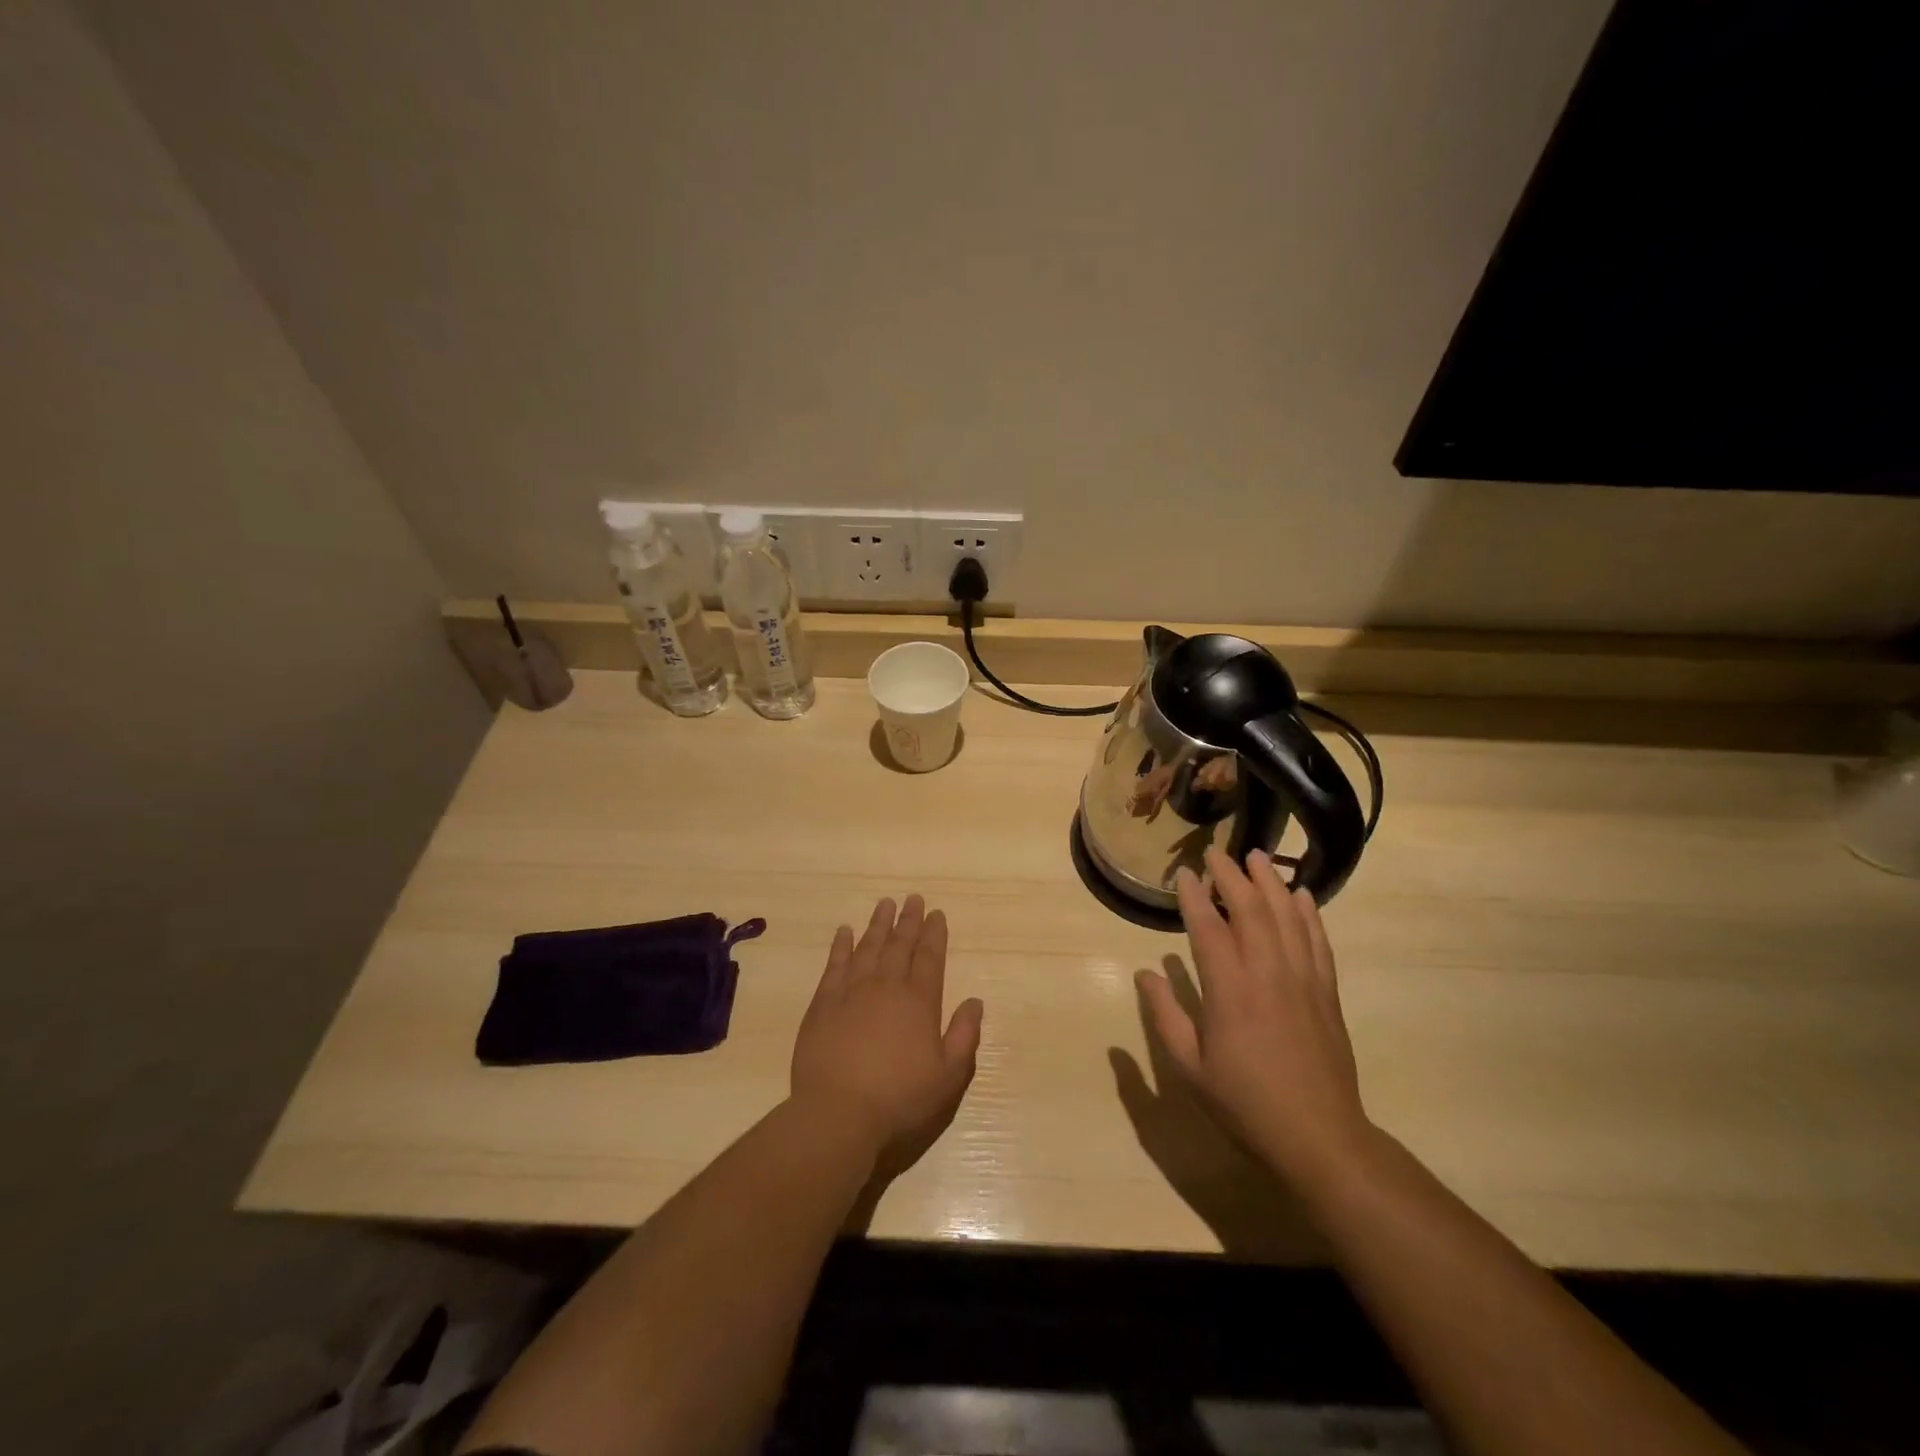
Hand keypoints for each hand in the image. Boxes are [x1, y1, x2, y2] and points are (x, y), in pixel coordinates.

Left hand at [791, 895, 984, 1162]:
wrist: (838, 1114)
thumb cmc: (899, 1099)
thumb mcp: (948, 1077)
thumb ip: (964, 1036)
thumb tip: (975, 1001)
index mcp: (919, 1002)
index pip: (930, 958)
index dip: (934, 934)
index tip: (937, 913)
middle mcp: (887, 987)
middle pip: (899, 945)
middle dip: (909, 920)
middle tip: (913, 898)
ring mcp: (852, 992)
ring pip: (868, 947)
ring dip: (878, 924)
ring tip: (885, 903)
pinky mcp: (823, 1004)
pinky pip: (835, 965)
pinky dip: (841, 946)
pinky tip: (844, 931)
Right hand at [1135, 846, 1372, 1190]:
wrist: (1319, 1137)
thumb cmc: (1245, 1103)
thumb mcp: (1189, 1067)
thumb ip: (1165, 1015)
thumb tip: (1145, 974)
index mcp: (1229, 990)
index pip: (1208, 927)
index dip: (1195, 896)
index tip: (1185, 873)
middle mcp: (1267, 973)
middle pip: (1250, 909)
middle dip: (1232, 876)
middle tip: (1216, 853)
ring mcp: (1302, 980)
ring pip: (1287, 916)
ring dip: (1271, 882)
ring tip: (1258, 857)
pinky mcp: (1326, 992)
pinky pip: (1319, 941)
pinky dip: (1310, 913)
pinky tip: (1303, 895)